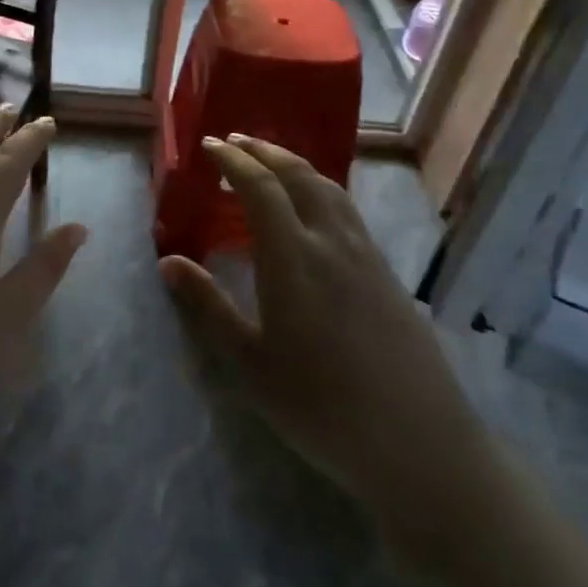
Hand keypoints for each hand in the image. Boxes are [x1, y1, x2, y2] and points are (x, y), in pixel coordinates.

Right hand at [160, 135, 494, 551]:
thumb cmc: (320, 406)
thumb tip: (168, 260)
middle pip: (299, 176)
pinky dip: (321, 191)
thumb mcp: (249, 361)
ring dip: (296, 166)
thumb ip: (209, 304)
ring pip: (330, 190)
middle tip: (236, 141)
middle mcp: (332, 243)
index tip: (209, 145)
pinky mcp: (388, 276)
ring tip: (271, 163)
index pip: (259, 188)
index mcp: (293, 258)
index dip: (232, 160)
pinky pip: (348, 212)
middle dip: (264, 151)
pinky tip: (313, 212)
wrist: (419, 445)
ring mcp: (367, 257)